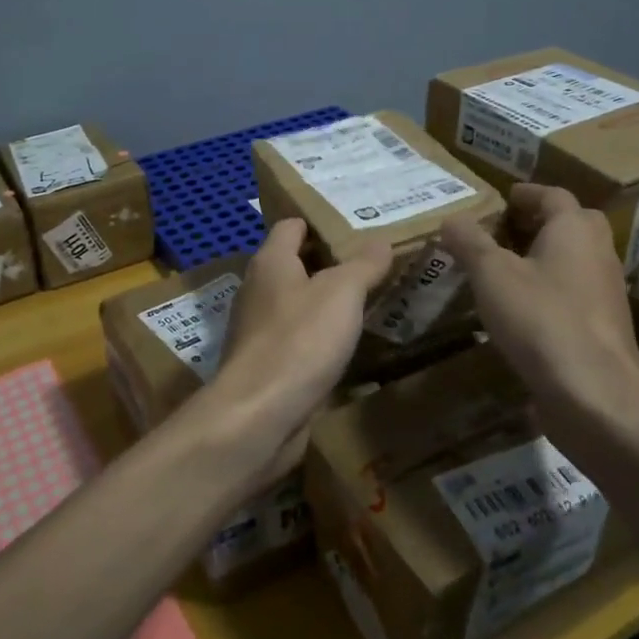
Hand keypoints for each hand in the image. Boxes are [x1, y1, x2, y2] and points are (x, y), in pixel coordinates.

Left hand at [202, 218, 392, 481]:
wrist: (260, 415)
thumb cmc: (300, 339)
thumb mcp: (342, 293)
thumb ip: (363, 264)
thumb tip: (381, 239)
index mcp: (270, 262)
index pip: (291, 226)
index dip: (320, 223)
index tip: (355, 226)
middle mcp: (258, 290)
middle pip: (294, 265)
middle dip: (329, 263)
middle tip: (373, 263)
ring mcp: (258, 330)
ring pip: (296, 304)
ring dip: (326, 303)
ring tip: (367, 302)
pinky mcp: (266, 365)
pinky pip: (297, 340)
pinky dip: (319, 338)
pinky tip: (347, 346)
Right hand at [441, 184, 638, 450]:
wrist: (595, 395)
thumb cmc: (541, 319)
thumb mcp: (491, 274)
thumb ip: (469, 242)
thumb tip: (451, 219)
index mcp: (574, 230)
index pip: (553, 195)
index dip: (526, 193)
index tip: (502, 198)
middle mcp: (598, 254)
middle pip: (572, 224)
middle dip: (539, 223)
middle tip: (503, 231)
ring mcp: (605, 294)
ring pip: (574, 261)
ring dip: (544, 258)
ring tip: (504, 270)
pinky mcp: (602, 329)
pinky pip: (574, 296)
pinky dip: (549, 292)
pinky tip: (520, 311)